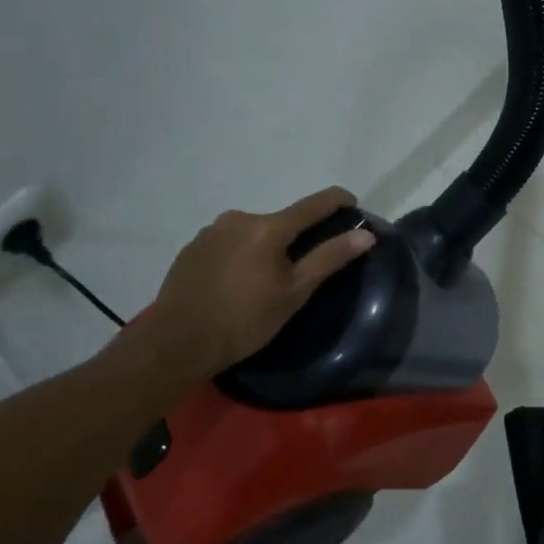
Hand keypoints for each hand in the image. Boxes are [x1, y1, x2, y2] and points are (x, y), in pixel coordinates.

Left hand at [110, 186, 374, 383]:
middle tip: (301, 271)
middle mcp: (239, 217)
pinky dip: (241, 255)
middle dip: (296, 238)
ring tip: (264, 283)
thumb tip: (366, 234)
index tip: (353, 204)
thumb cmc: (244, 320)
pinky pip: (228, 243)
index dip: (339, 201)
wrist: (176, 342)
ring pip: (253, 232)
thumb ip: (330, 258)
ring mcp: (211, 231)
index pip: (314, 203)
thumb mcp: (294, 293)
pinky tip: (235, 284)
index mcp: (268, 226)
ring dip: (265, 248)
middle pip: (281, 221)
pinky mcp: (192, 247)